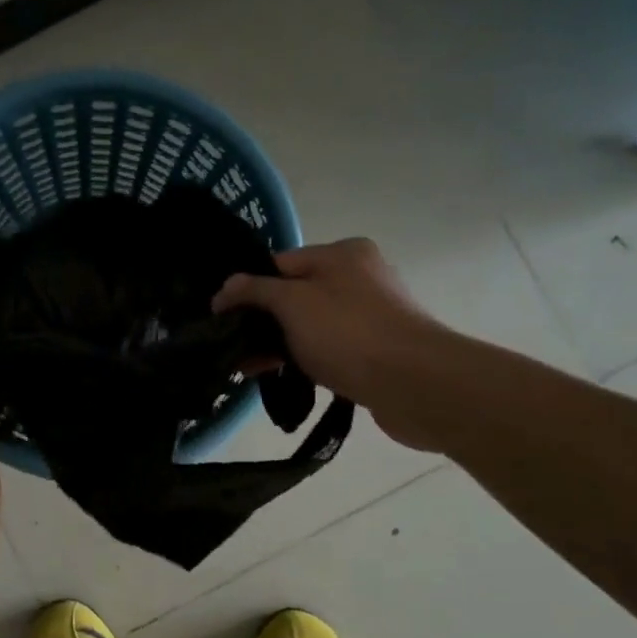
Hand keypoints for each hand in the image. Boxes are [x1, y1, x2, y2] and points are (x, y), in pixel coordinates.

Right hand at [213, 239, 450, 449]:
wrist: (416, 385)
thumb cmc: (349, 332)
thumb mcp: (291, 303)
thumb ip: (254, 291)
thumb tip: (225, 288)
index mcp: (342, 253)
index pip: (279, 263)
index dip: (246, 288)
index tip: (220, 316)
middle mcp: (358, 276)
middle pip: (293, 294)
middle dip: (260, 321)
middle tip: (229, 346)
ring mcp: (369, 314)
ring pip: (308, 324)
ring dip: (278, 343)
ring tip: (245, 369)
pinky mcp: (375, 349)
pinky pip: (327, 348)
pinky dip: (303, 358)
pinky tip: (279, 377)